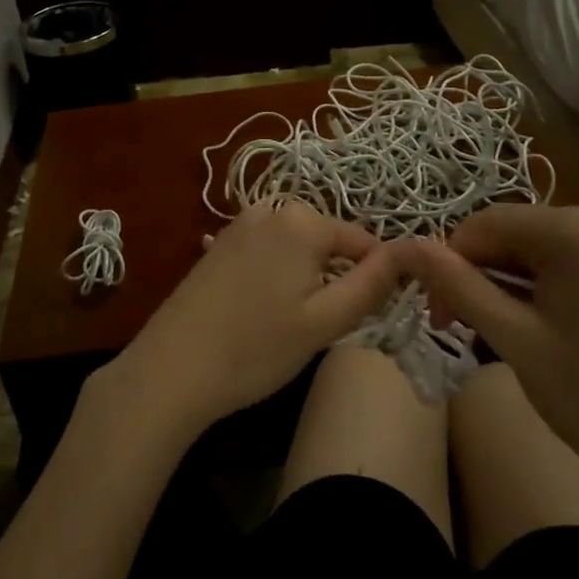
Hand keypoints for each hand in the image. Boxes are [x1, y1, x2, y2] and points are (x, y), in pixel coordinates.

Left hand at [107, 202, 399, 436]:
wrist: (171, 368)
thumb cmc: (256, 348)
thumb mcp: (325, 321)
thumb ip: (371, 283)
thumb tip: (407, 253)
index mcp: (301, 220)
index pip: (362, 240)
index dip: (375, 278)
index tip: (369, 316)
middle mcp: (269, 209)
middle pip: (327, 241)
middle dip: (336, 277)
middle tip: (325, 326)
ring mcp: (237, 226)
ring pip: (295, 249)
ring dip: (306, 279)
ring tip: (292, 325)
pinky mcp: (216, 247)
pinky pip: (266, 254)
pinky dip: (276, 278)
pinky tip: (261, 314)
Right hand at [395, 205, 578, 523]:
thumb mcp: (515, 341)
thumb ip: (458, 286)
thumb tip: (404, 245)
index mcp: (573, 229)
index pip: (482, 225)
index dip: (448, 264)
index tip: (436, 316)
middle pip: (512, 234)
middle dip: (479, 275)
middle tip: (461, 329)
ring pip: (539, 250)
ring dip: (508, 284)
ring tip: (500, 335)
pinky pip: (571, 263)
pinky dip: (542, 289)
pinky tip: (541, 329)